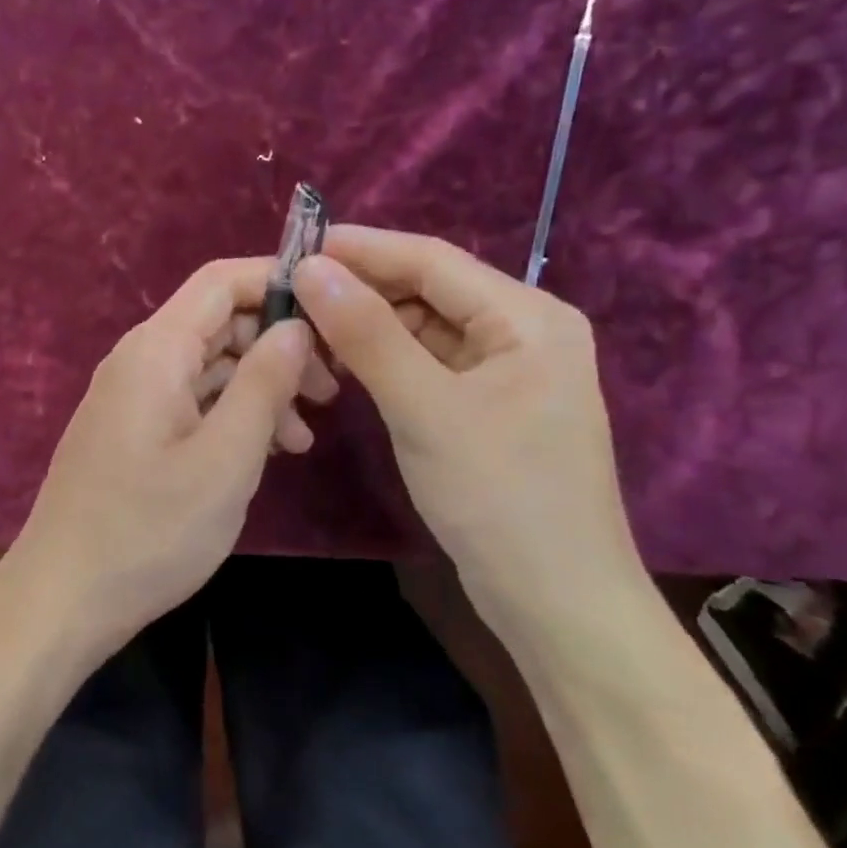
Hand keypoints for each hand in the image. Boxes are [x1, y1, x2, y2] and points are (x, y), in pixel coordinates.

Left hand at [12, 257, 336, 655]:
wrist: (64, 596)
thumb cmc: (149, 530)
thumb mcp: (224, 459)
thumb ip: (263, 385)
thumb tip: (296, 326)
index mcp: (156, 350)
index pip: (220, 281)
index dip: (279, 281)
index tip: (335, 312)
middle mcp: (139, 360)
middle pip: (219, 323)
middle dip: (278, 345)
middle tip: (331, 392)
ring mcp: (132, 397)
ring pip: (209, 366)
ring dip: (260, 388)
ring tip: (304, 438)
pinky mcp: (132, 431)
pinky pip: (191, 402)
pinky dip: (231, 415)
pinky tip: (265, 452)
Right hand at [293, 226, 647, 651]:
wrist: (556, 603)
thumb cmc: (499, 498)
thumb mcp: (426, 409)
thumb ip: (367, 334)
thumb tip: (311, 268)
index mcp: (528, 317)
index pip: (432, 260)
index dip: (362, 248)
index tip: (295, 245)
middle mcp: (522, 331)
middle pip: (428, 290)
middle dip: (361, 288)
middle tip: (290, 290)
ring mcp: (506, 371)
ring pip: (423, 328)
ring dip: (368, 324)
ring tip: (304, 324)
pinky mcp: (487, 405)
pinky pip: (427, 364)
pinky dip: (384, 360)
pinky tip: (342, 363)